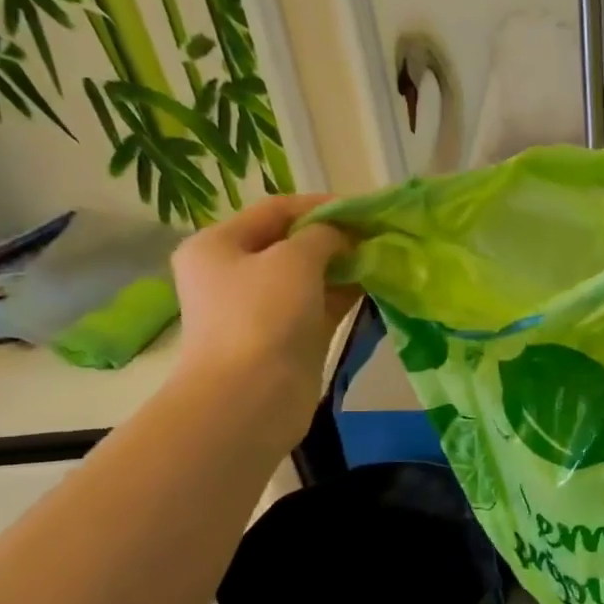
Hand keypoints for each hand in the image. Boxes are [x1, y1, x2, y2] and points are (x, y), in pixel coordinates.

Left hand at [170, 195, 358, 416]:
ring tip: (384, 258)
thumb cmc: (262, 316)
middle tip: (378, 235)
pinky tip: (376, 285)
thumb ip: (323, 235)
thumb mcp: (294, 260)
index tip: (363, 208)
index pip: (275, 210)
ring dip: (345, 266)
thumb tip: (343, 235)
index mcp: (219, 245)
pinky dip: (345, 294)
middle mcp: (236, 273)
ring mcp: (263, 309)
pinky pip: (321, 306)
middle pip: (293, 243)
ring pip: (310, 277)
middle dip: (336, 237)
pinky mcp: (289, 338)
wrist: (251, 398)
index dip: (319, 205)